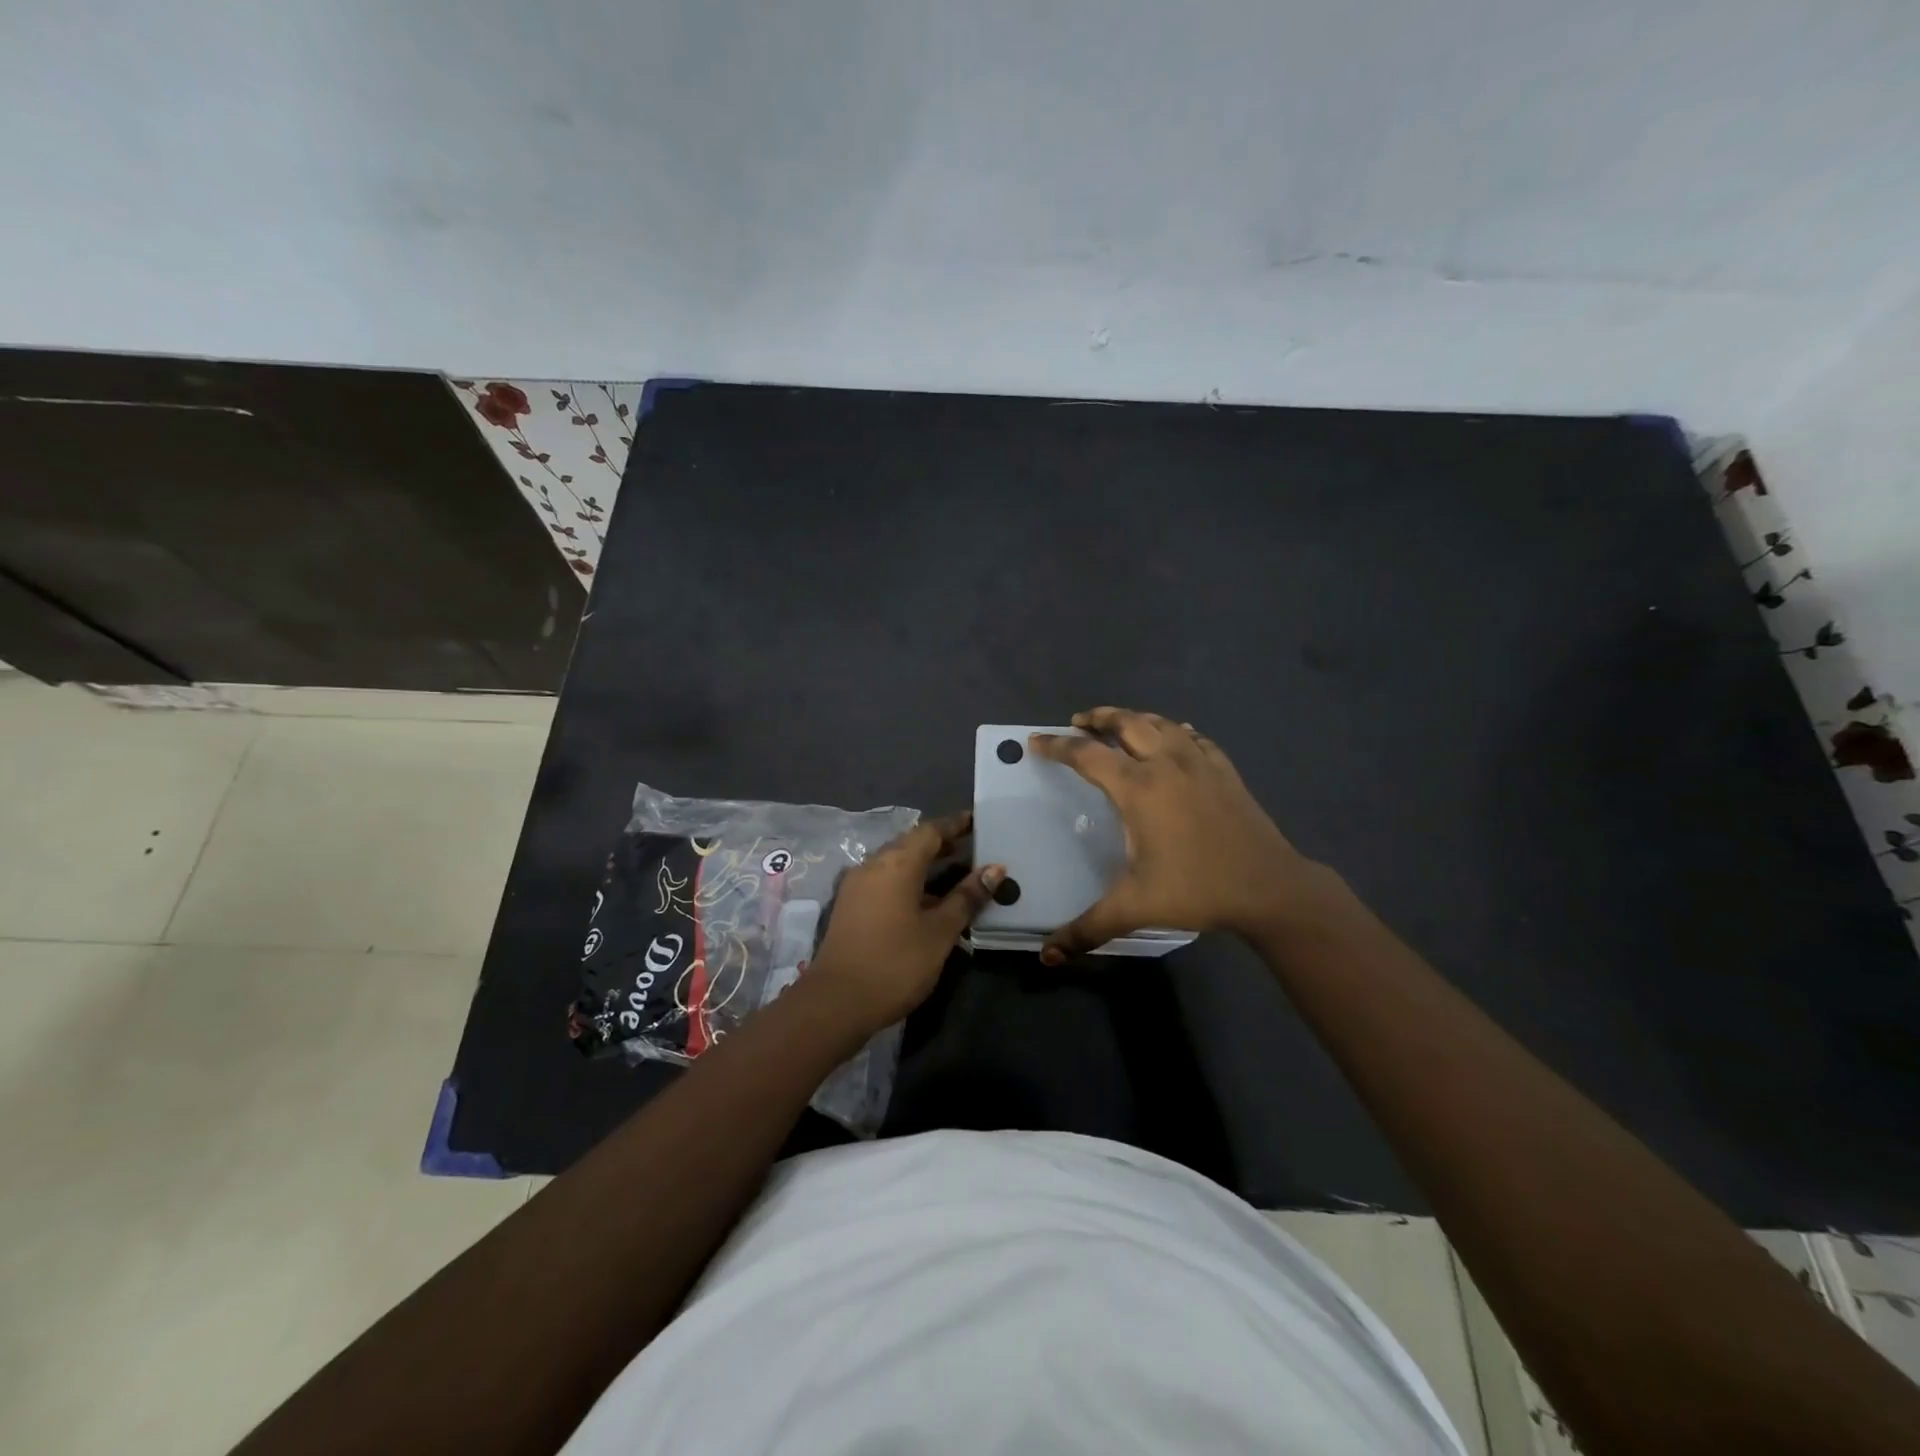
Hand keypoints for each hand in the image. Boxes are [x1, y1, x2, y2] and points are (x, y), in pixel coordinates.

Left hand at [806, 812, 1004, 1035]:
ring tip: (955, 875)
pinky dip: (908, 882)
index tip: (977, 821)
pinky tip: (926, 901)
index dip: (955, 825)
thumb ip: (967, 897)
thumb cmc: (896, 963)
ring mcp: (857, 886)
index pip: (930, 831)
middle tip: (972, 848)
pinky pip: (884, 881)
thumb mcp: (940, 931)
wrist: (836, 1002)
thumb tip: (995, 869)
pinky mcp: (850, 906)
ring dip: (924, 865)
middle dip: (941, 844)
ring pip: (896, 864)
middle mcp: (873, 865)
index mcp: (897, 863)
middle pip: (911, 844)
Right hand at [1031, 708, 1321, 961]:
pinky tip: (1177, 736)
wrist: (1269, 887)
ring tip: (1119, 723)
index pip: (1087, 755)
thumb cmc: (1196, 890)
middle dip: (1098, 717)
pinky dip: (1176, 731)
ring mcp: (1200, 763)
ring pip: (1161, 723)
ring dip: (1134, 718)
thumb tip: (1046, 956)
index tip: (1036, 740)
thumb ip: (1087, 929)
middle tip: (1078, 721)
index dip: (1057, 746)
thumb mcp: (1135, 908)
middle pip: (1126, 723)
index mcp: (1138, 789)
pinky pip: (1195, 738)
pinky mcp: (1225, 771)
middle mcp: (1166, 764)